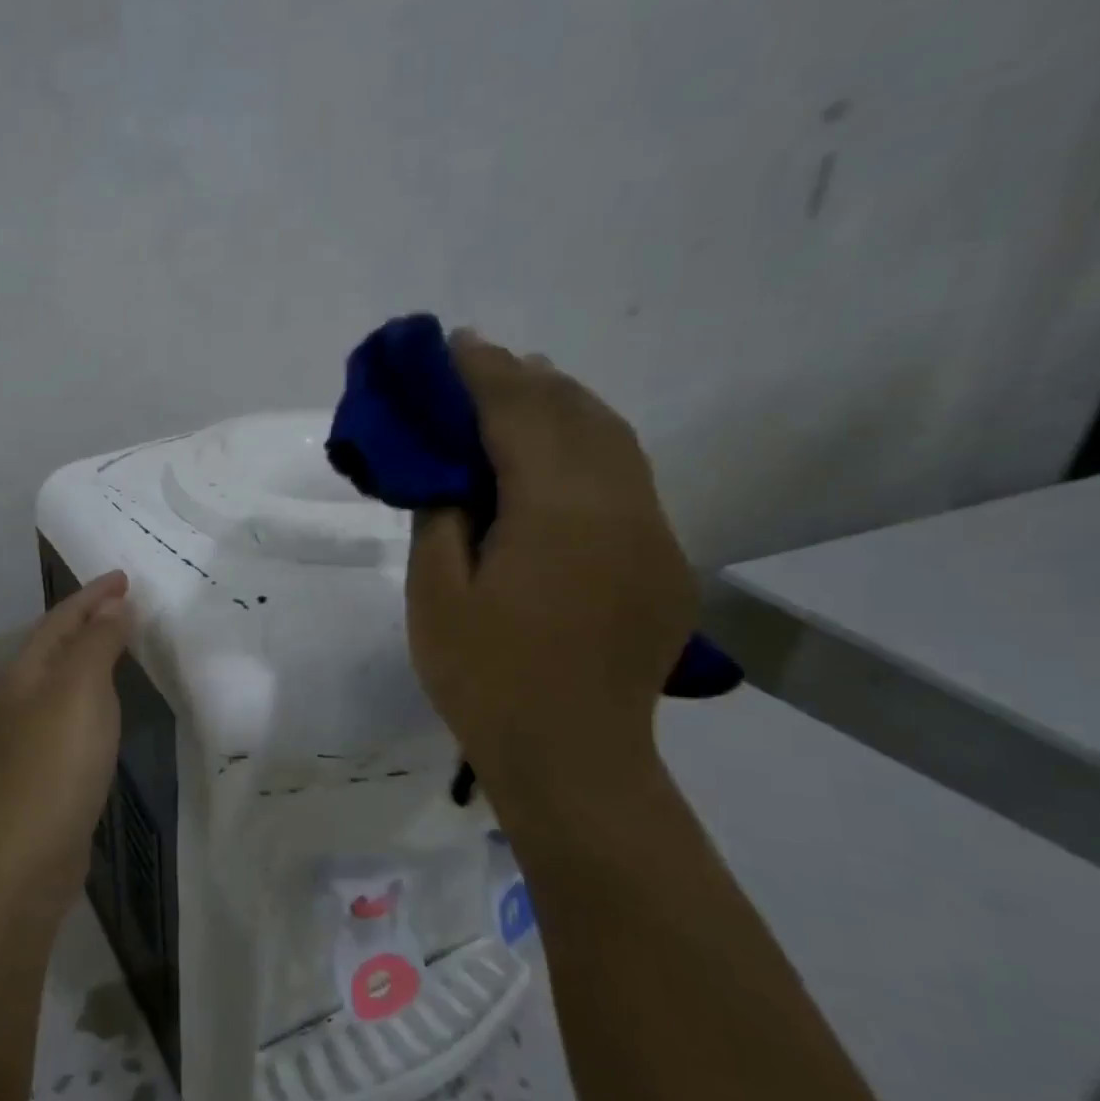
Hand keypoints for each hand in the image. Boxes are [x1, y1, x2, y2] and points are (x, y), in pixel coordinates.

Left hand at [0, 570, 132, 910]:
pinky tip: (112, 702)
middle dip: (92, 618)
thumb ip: (97, 644)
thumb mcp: (80, 690)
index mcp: (27, 671)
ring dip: (94, 654)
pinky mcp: (50, 765)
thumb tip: (113, 606)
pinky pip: (76, 710)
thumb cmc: (56, 761)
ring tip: (125, 640)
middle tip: (130, 602)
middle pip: (60, 644)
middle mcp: (25, 696)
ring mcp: (34, 733)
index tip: (125, 577)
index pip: (62, 618)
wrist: (27, 853)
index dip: (94, 595)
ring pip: (67, 677)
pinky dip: (97, 692)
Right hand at [406, 332, 695, 791]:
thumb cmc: (486, 677)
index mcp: (557, 509)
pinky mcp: (663, 559)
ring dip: (563, 403)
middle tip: (476, 359)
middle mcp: (619, 503)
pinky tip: (560, 453)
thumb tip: (449, 470)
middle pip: (574, 412)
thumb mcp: (436, 596)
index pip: (519, 412)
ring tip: (521, 386)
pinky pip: (628, 476)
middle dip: (523, 377)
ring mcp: (653, 530)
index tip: (450, 344)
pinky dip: (590, 444)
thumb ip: (441, 517)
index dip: (481, 372)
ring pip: (612, 437)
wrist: (574, 757)